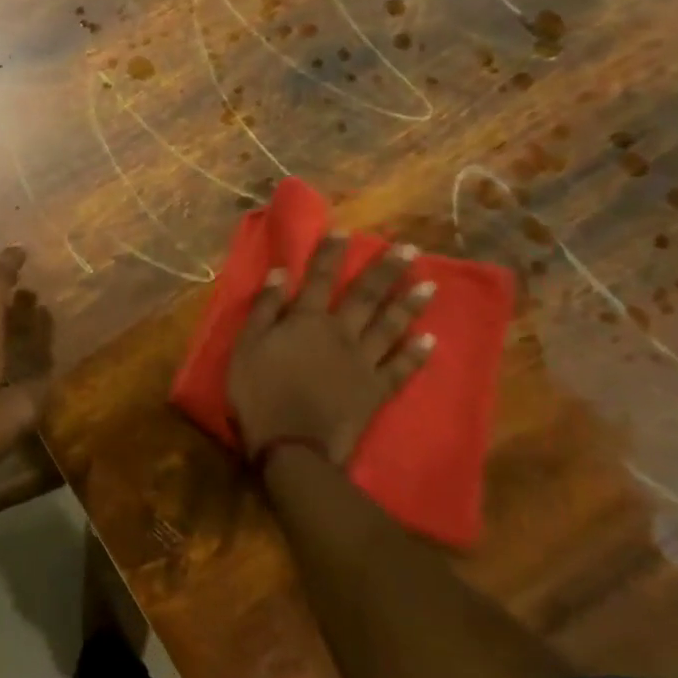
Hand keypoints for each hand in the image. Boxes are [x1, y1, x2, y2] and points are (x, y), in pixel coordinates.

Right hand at [227, 238, 435, 466]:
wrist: (291, 447)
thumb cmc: (259, 394)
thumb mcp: (246, 347)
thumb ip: (265, 308)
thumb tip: (280, 272)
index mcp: (306, 320)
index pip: (321, 278)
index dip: (332, 253)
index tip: (346, 231)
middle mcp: (340, 333)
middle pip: (366, 295)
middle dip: (386, 269)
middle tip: (409, 248)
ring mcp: (363, 362)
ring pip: (390, 326)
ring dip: (410, 303)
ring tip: (431, 284)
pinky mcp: (376, 390)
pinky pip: (401, 368)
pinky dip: (416, 354)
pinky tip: (430, 339)